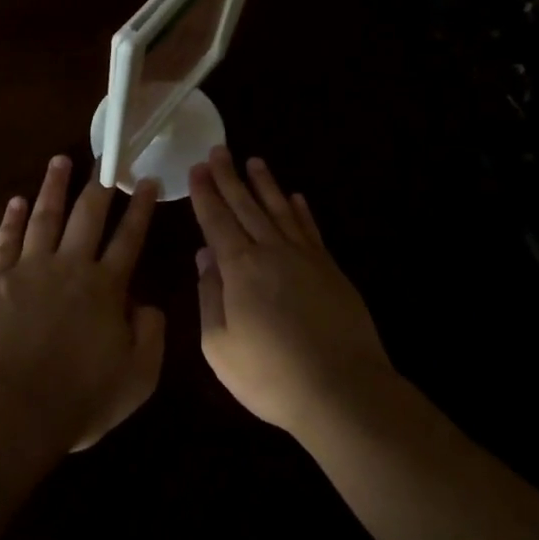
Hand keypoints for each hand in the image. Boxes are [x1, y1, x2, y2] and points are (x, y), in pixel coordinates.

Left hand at [0, 155, 164, 452]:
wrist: (12, 410)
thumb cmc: (79, 398)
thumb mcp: (138, 377)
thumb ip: (151, 335)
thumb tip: (147, 303)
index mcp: (106, 288)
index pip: (128, 238)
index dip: (140, 208)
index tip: (145, 180)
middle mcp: (71, 267)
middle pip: (88, 215)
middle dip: (99, 184)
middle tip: (105, 156)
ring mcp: (30, 270)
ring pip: (45, 217)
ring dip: (54, 187)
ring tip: (60, 160)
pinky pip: (5, 241)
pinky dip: (11, 219)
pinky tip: (16, 201)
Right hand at [190, 148, 395, 438]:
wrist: (342, 389)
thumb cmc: (271, 375)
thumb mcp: (220, 346)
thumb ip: (210, 297)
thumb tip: (205, 257)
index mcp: (240, 268)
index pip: (217, 220)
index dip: (205, 193)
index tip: (196, 168)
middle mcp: (271, 251)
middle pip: (246, 205)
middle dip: (229, 177)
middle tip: (218, 150)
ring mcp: (305, 257)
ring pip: (279, 210)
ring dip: (265, 184)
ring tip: (254, 161)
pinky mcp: (330, 269)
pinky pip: (310, 229)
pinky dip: (300, 210)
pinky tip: (295, 197)